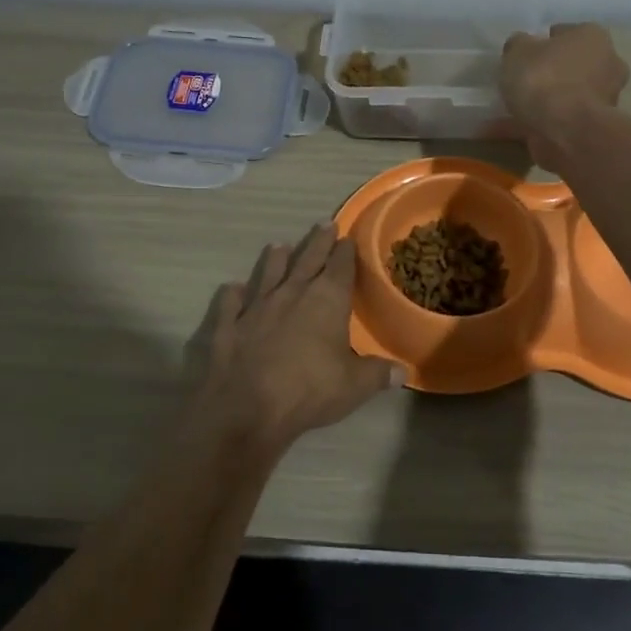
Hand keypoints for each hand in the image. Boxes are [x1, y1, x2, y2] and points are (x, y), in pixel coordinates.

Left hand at [192, 224, 401, 449]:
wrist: (245, 406)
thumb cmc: (309, 390)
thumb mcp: (354, 386)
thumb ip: (378, 374)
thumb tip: (403, 371)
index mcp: (326, 300)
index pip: (340, 267)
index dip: (345, 252)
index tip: (348, 238)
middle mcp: (291, 293)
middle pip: (307, 260)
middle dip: (317, 242)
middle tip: (324, 224)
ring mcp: (256, 307)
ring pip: (267, 274)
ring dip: (275, 260)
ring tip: (279, 245)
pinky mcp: (227, 324)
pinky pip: (230, 303)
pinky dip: (233, 294)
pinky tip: (233, 288)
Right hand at [500, 23, 628, 165]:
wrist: (566, 132)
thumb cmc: (545, 79)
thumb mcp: (518, 51)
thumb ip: (518, 45)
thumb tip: (521, 46)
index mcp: (593, 37)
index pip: (565, 33)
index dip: (542, 43)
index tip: (523, 56)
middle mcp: (606, 65)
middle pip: (570, 66)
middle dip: (548, 74)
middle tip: (519, 82)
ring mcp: (601, 100)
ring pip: (564, 97)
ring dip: (542, 103)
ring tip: (509, 110)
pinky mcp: (590, 129)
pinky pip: (555, 122)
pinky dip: (533, 125)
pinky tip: (504, 130)